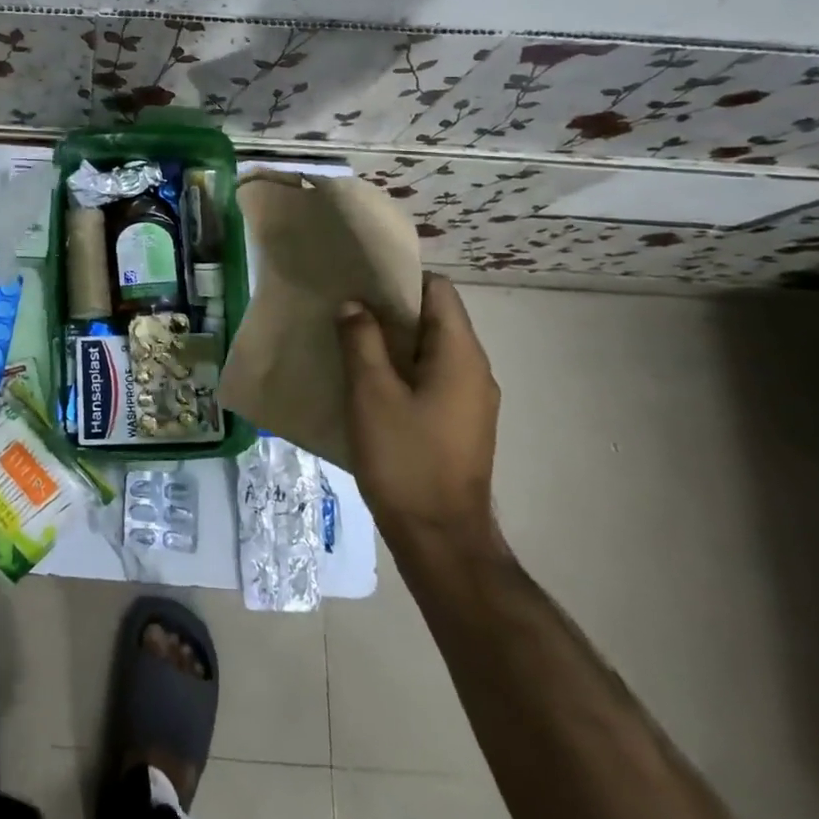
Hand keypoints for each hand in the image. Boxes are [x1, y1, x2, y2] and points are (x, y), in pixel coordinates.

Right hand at [337, 275, 502, 553]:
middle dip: (389, 310)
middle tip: (344, 310)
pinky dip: (401, 369)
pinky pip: (430, 378)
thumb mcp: (372, 393)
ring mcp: (470, 400)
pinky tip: (366, 383)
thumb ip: (361, 340)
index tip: (359, 282)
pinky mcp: (459, 423)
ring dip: (392, 342)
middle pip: (434, 318)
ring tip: (348, 342)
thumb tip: (354, 305)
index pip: (438, 290)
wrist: (441, 539)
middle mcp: (475, 370)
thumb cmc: (405, 459)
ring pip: (430, 350)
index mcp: (460, 354)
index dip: (399, 279)